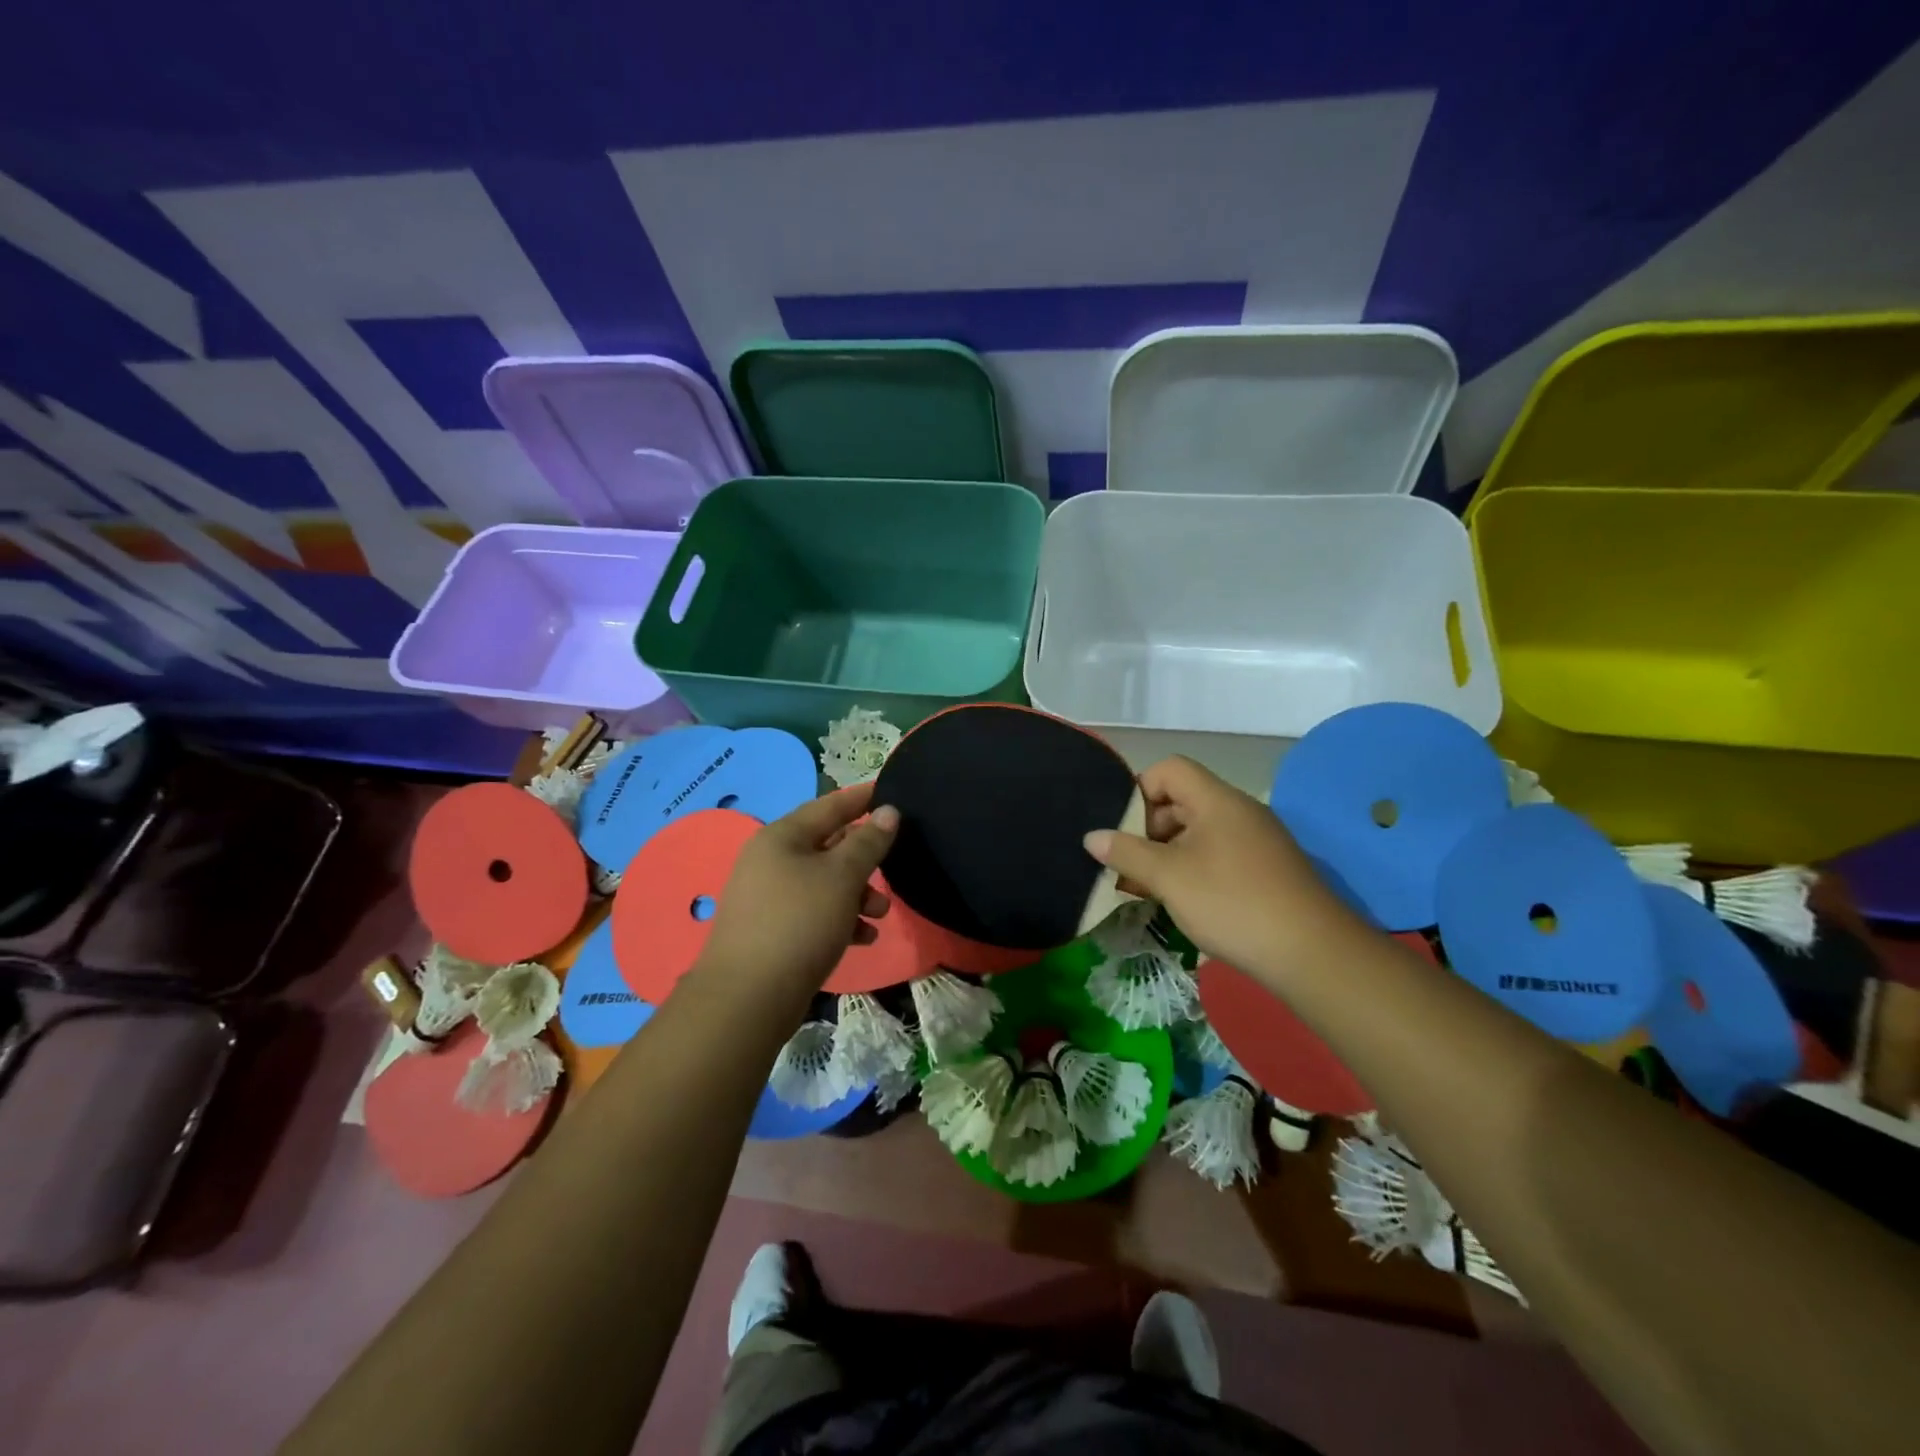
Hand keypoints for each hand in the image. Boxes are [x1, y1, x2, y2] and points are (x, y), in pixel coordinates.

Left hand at [694, 782, 899, 999]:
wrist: (748, 998)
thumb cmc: (800, 923)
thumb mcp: (842, 877)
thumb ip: (868, 842)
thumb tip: (888, 811)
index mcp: (782, 837)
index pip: (829, 805)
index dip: (862, 798)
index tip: (891, 791)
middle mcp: (770, 860)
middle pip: (828, 845)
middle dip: (864, 857)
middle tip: (894, 865)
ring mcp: (767, 897)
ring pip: (824, 882)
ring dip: (857, 893)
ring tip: (880, 914)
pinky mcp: (771, 930)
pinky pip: (814, 912)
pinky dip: (840, 918)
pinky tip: (863, 938)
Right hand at [1083, 756, 1364, 985]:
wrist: (1313, 953)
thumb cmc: (1232, 903)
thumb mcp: (1169, 878)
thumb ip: (1127, 853)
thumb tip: (1092, 836)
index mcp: (1217, 800)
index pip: (1169, 770)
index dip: (1139, 790)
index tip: (1122, 829)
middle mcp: (1238, 812)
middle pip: (1181, 800)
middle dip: (1147, 828)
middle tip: (1128, 863)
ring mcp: (1256, 841)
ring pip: (1198, 832)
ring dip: (1166, 853)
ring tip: (1144, 887)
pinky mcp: (1265, 870)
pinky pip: (1217, 855)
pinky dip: (1191, 869)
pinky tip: (1179, 901)